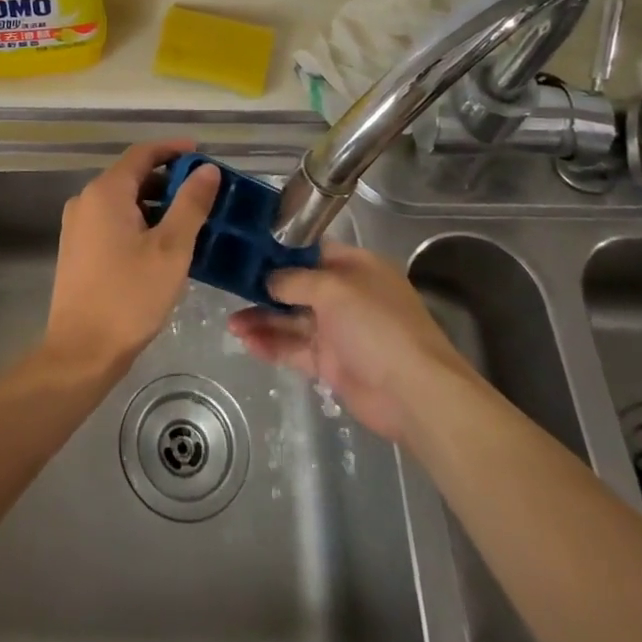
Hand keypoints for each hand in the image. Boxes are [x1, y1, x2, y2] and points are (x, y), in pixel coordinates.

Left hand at [43, 140, 220, 380]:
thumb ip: (191, 204)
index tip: (202, 153)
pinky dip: (140, 223)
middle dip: (169, 180)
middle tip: (205, 194)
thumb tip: (206, 169)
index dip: (173, 149)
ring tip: (192, 221)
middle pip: (132, 176)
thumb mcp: (171, 249)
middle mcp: (86, 200)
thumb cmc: (130, 296)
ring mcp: (78, 226)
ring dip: (156, 204)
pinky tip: (164, 245)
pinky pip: (113, 222)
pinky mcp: (78, 249)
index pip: (142, 153)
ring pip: (124, 201)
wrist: (81, 351)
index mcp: (106, 192)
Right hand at [227, 241, 477, 442]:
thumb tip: (267, 279)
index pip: (313, 250)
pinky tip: (246, 341)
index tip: (247, 247)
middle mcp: (346, 295)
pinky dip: (271, 344)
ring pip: (292, 319)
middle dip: (264, 287)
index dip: (281, 249)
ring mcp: (338, 331)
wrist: (413, 394)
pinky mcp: (330, 363)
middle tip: (229, 285)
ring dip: (262, 319)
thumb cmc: (377, 325)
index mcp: (356, 267)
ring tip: (230, 322)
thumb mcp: (334, 289)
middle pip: (297, 285)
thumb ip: (295, 280)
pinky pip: (294, 348)